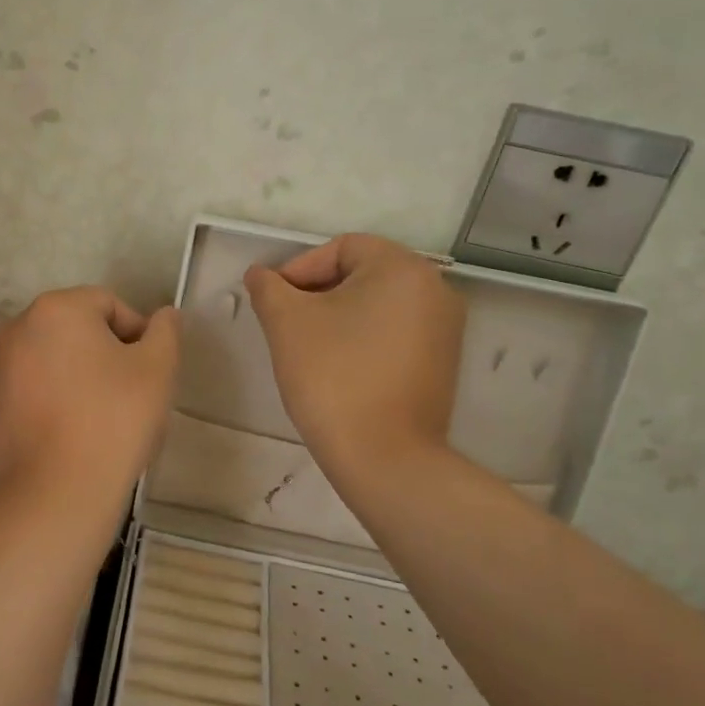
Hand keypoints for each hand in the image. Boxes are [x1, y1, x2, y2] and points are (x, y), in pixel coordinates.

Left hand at [0, 288, 180, 518]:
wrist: (56, 494)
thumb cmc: (113, 420)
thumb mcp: (157, 369)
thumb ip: (165, 332)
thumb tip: (165, 315)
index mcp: (56, 309)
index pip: (110, 305)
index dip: (138, 336)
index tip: (150, 374)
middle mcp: (18, 328)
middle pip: (78, 330)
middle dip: (107, 355)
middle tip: (130, 395)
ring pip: (55, 360)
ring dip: (81, 377)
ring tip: (102, 417)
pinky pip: (35, 389)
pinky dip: (56, 400)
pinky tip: (73, 433)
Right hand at [243, 235, 465, 490]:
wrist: (383, 457)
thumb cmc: (333, 377)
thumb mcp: (287, 323)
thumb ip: (268, 288)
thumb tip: (260, 274)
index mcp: (403, 268)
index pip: (342, 248)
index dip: (299, 268)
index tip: (275, 303)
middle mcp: (435, 289)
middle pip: (362, 273)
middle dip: (318, 293)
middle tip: (286, 324)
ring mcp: (445, 328)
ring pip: (378, 304)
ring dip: (339, 316)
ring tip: (308, 348)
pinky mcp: (443, 362)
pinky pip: (395, 332)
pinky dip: (364, 338)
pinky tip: (339, 367)